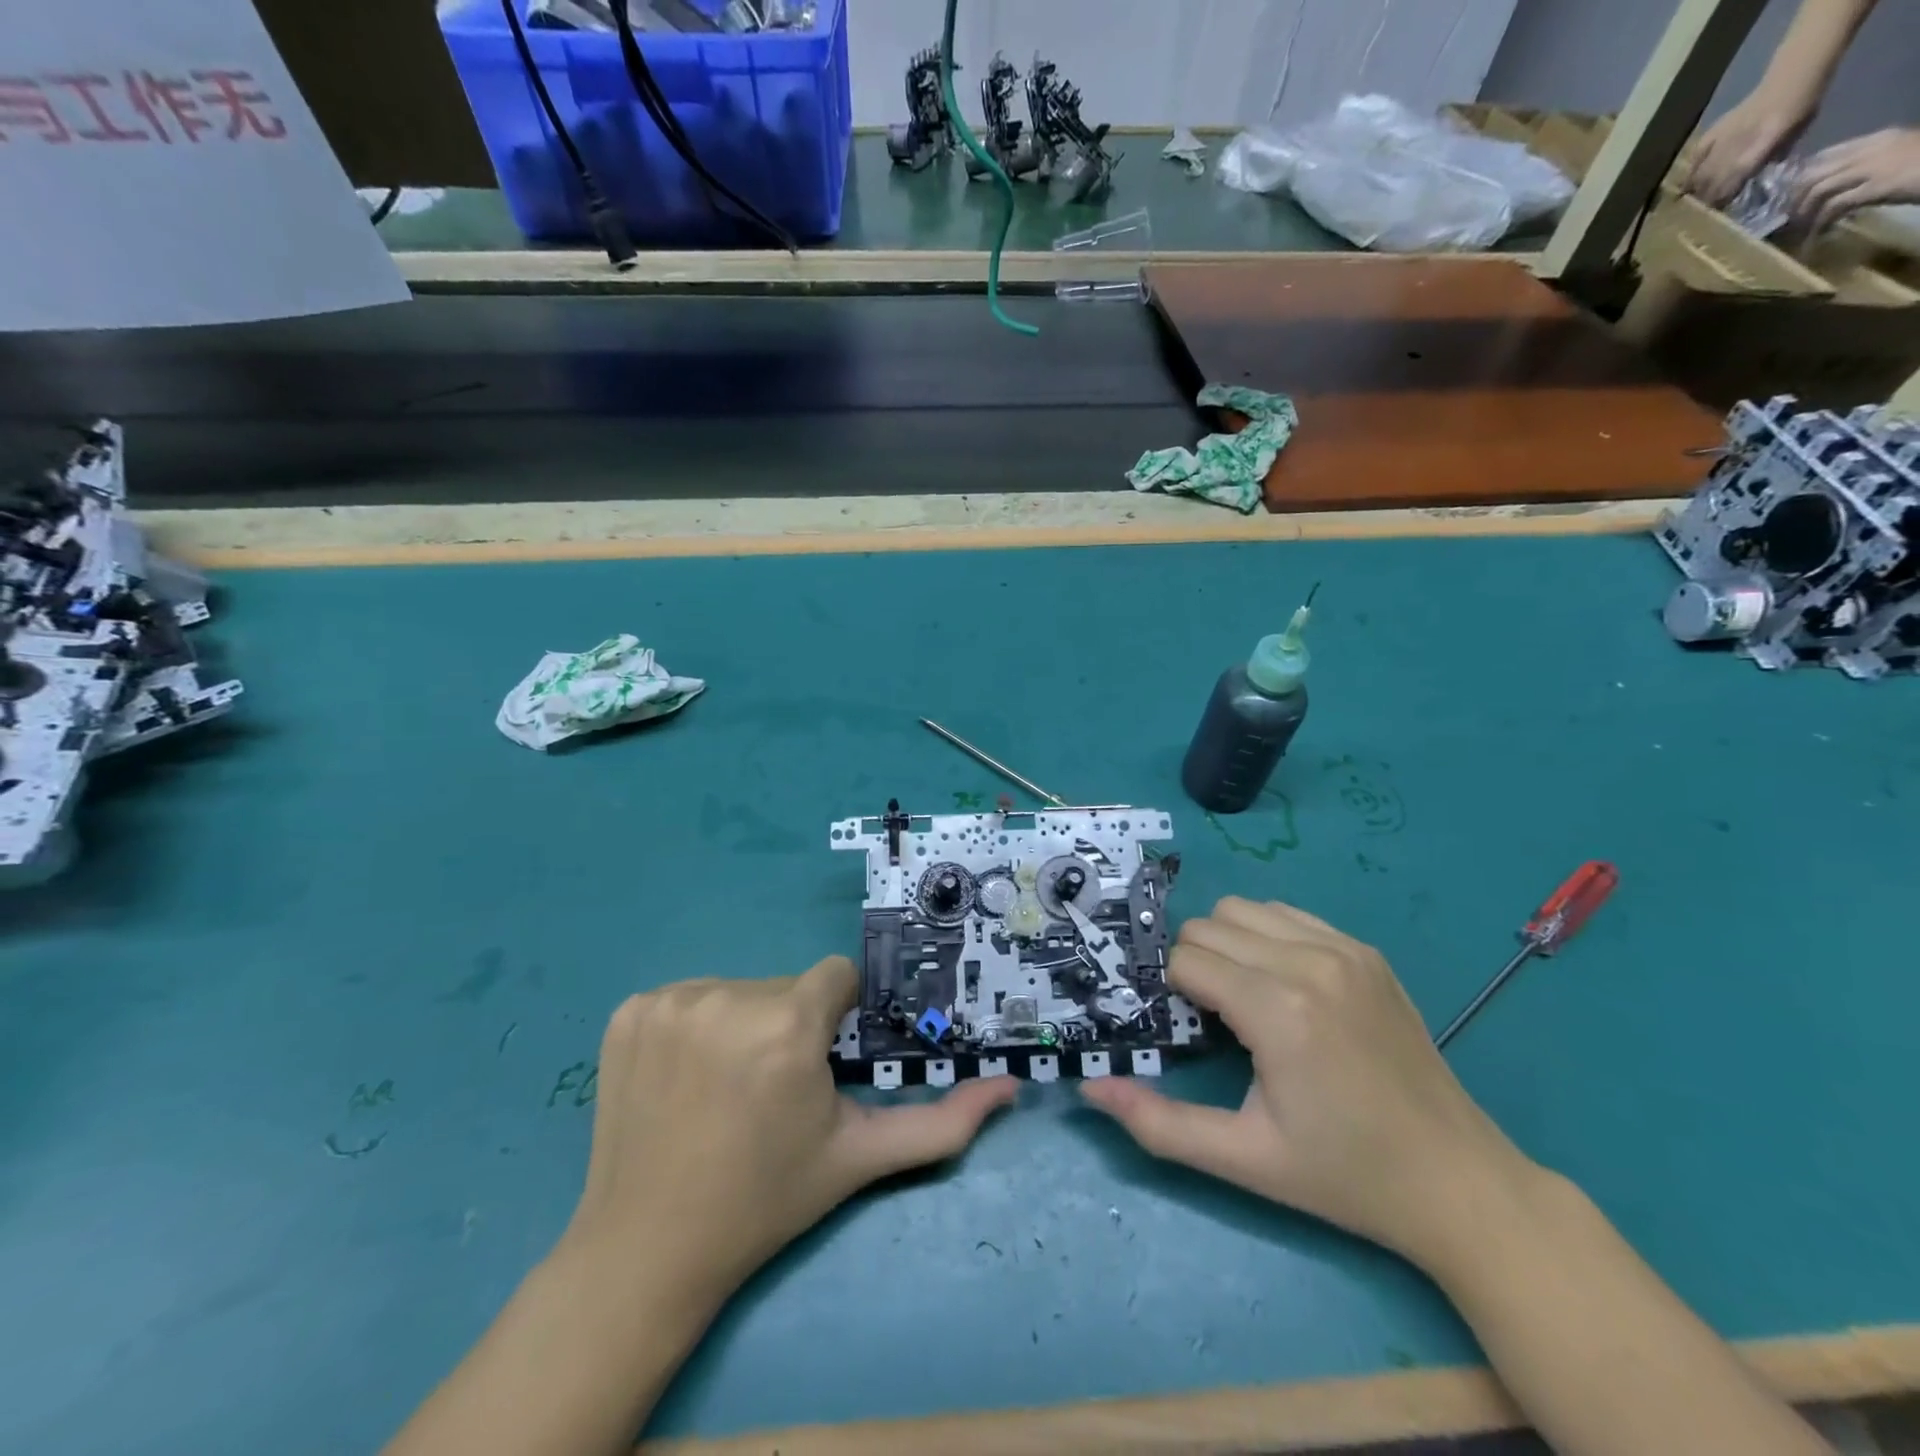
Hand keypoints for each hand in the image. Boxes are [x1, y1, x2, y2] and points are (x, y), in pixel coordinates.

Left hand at [561, 959, 1016, 1307]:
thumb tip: (1011, 1090)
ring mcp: (670, 1001)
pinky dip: (694, 1026)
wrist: (647, 1250)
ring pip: (738, 988)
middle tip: (773, 1089)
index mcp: (787, 1026)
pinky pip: (687, 996)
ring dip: (744, 1024)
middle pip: (786, 986)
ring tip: (727, 1087)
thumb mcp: (859, 1158)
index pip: (835, 978)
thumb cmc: (765, 1200)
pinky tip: (686, 1078)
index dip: (834, 1018)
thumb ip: (940, 1123)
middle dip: (791, 1024)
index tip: (817, 1064)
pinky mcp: (630, 1011)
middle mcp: (727, 998)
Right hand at [1081, 897, 1535, 1266]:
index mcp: (1278, 1009)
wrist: (1458, 1182)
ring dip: (1226, 944)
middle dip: (1193, 965)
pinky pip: (1286, 914)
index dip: (1173, 993)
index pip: (1185, 959)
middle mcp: (1309, 962)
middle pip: (1207, 926)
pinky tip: (1282, 986)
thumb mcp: (1244, 1160)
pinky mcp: (1365, 951)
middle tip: (1212, 1020)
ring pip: (1242, 909)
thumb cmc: (1344, 1175)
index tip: (1189, 1031)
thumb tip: (1091, 1089)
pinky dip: (1265, 937)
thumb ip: (1159, 1123)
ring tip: (1244, 999)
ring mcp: (1344, 949)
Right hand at [1683, 89, 1814, 206]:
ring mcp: (1721, 138)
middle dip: (1708, 198)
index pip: (1733, 182)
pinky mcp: (1712, 134)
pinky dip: (1692, 172)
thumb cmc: (1802, 104)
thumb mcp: (1795, 136)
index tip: (1721, 211)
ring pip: (1699, 175)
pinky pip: (1695, 159)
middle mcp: (1736, 144)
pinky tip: (1692, 180)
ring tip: (1698, 200)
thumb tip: (1748, 185)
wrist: (1796, 72)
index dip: (1724, 200)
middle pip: (1712, 182)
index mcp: (1761, 145)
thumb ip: (1769, 161)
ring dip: (1698, 189)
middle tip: (1709, 209)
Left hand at [1791, 127, 1919, 231]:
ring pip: (1818, 190)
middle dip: (1794, 199)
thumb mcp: (1895, 156)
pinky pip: (1834, 208)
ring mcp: (1874, 167)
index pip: (1824, 155)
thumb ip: (1865, 165)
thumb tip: (1832, 188)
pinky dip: (1819, 227)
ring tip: (1802, 228)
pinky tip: (1816, 239)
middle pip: (1813, 174)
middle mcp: (1871, 150)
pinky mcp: (1878, 186)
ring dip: (1804, 214)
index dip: (1800, 178)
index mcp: (1877, 139)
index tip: (1791, 197)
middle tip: (1791, 217)